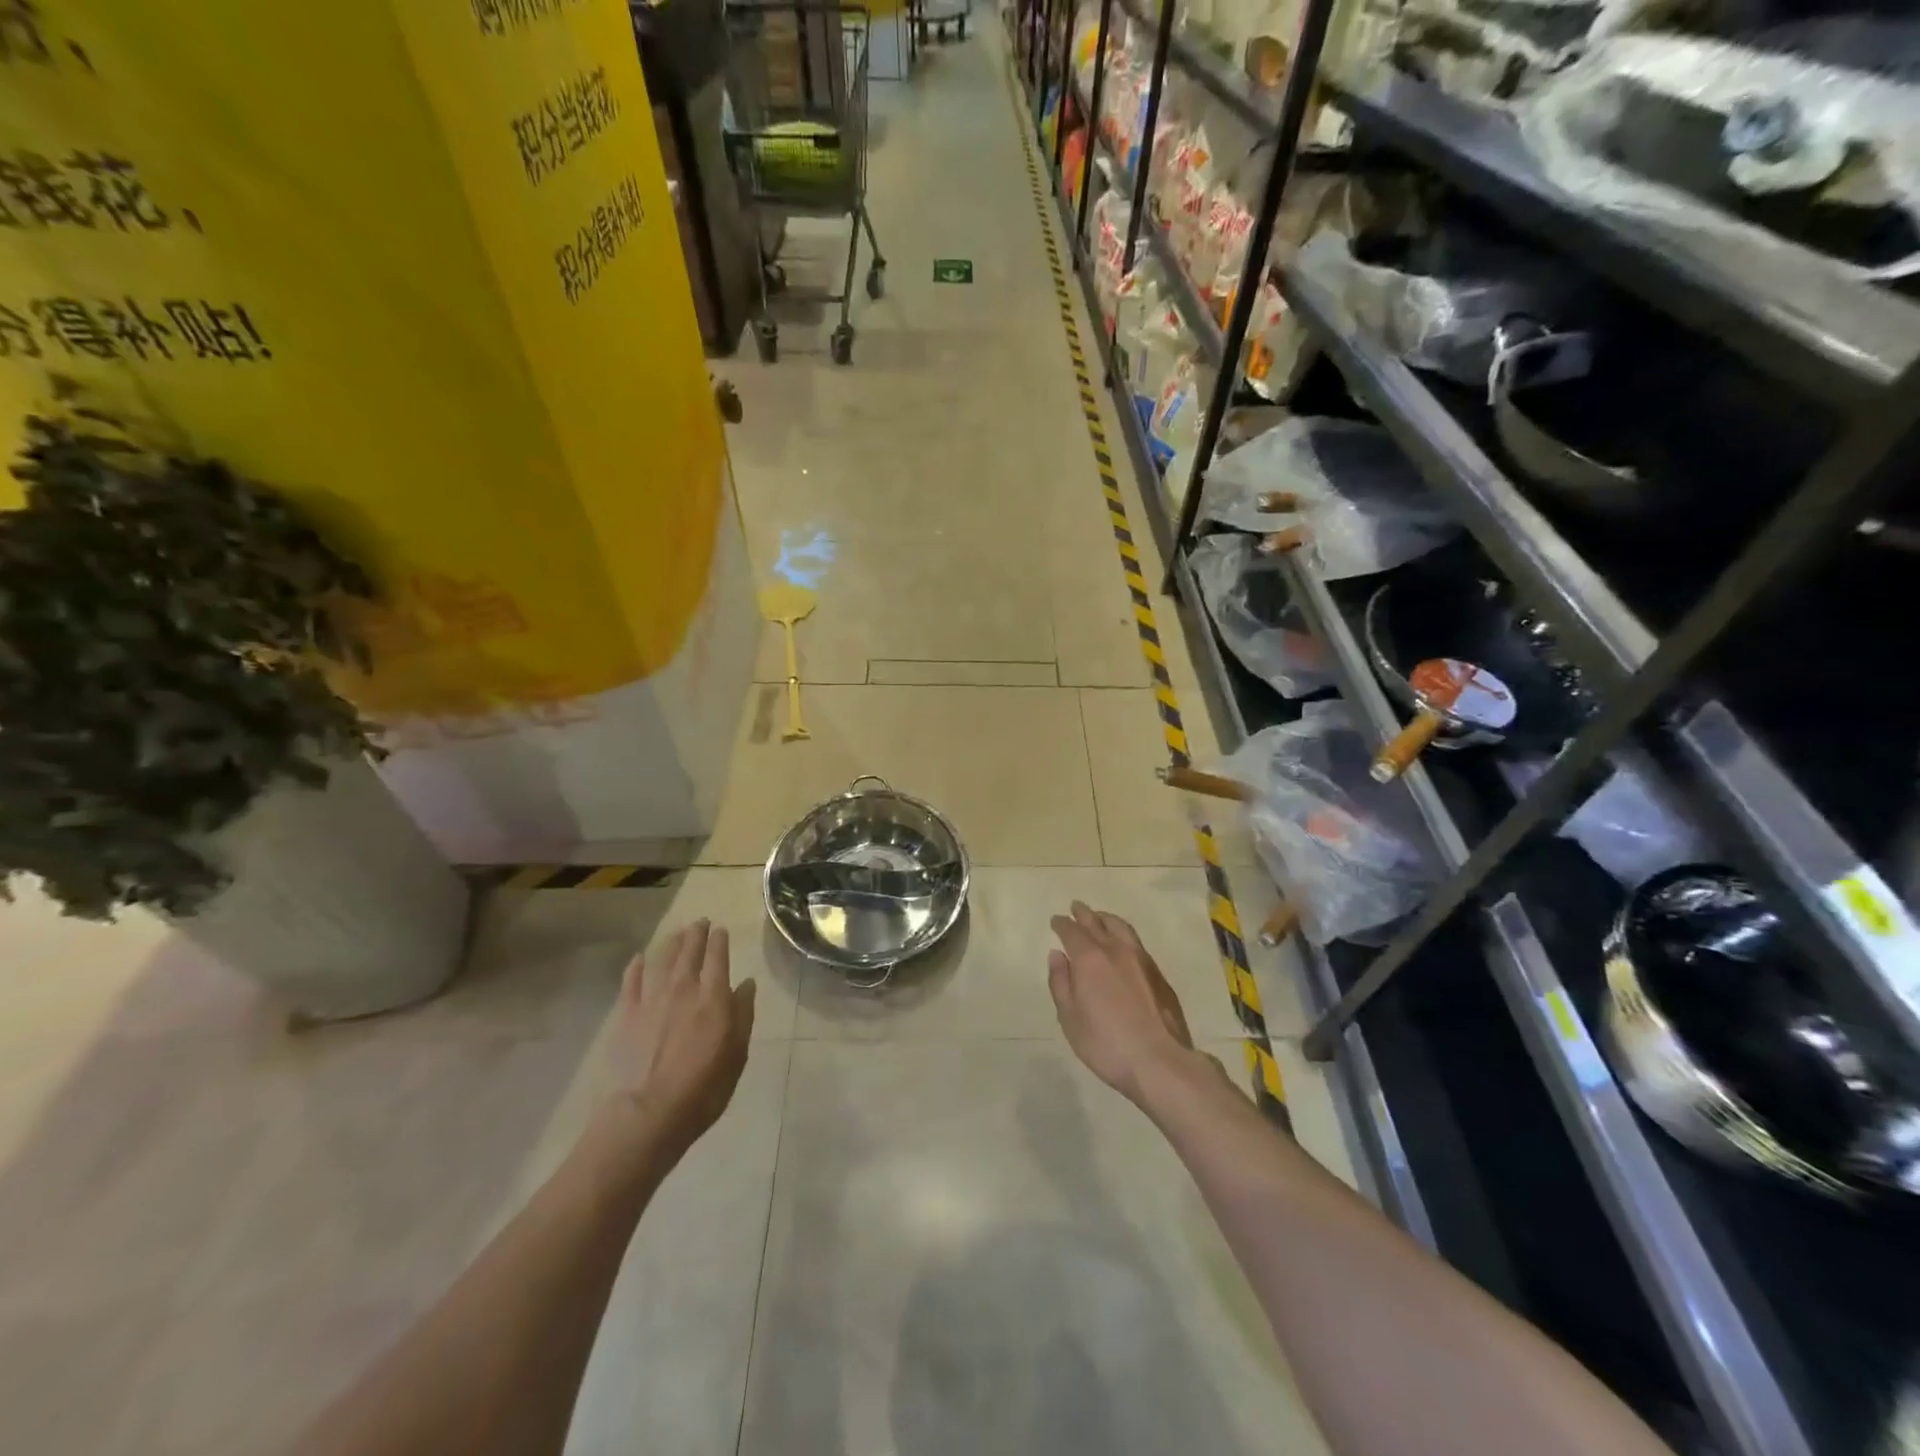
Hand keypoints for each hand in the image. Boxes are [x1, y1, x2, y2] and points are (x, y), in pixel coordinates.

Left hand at [607, 919, 755, 1155]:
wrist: (646, 1114)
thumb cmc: (702, 1089)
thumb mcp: (737, 1054)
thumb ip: (742, 1015)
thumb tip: (746, 984)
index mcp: (713, 997)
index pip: (718, 957)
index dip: (720, 941)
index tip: (721, 930)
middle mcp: (683, 988)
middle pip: (690, 951)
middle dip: (696, 934)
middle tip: (700, 922)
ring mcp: (651, 999)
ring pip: (662, 959)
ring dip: (671, 942)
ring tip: (676, 933)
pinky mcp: (625, 1014)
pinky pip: (631, 981)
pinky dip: (637, 966)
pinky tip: (639, 959)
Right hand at [1048, 901, 1198, 1104]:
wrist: (1160, 1061)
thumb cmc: (1106, 1044)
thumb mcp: (1070, 1018)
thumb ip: (1061, 983)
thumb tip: (1057, 955)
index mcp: (1090, 959)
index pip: (1072, 932)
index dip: (1062, 924)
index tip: (1055, 920)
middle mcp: (1116, 950)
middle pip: (1097, 922)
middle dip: (1084, 914)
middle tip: (1076, 907)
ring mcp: (1141, 960)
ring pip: (1121, 927)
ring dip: (1106, 918)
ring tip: (1099, 917)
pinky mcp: (1158, 974)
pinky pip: (1136, 941)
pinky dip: (1123, 933)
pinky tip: (1122, 943)